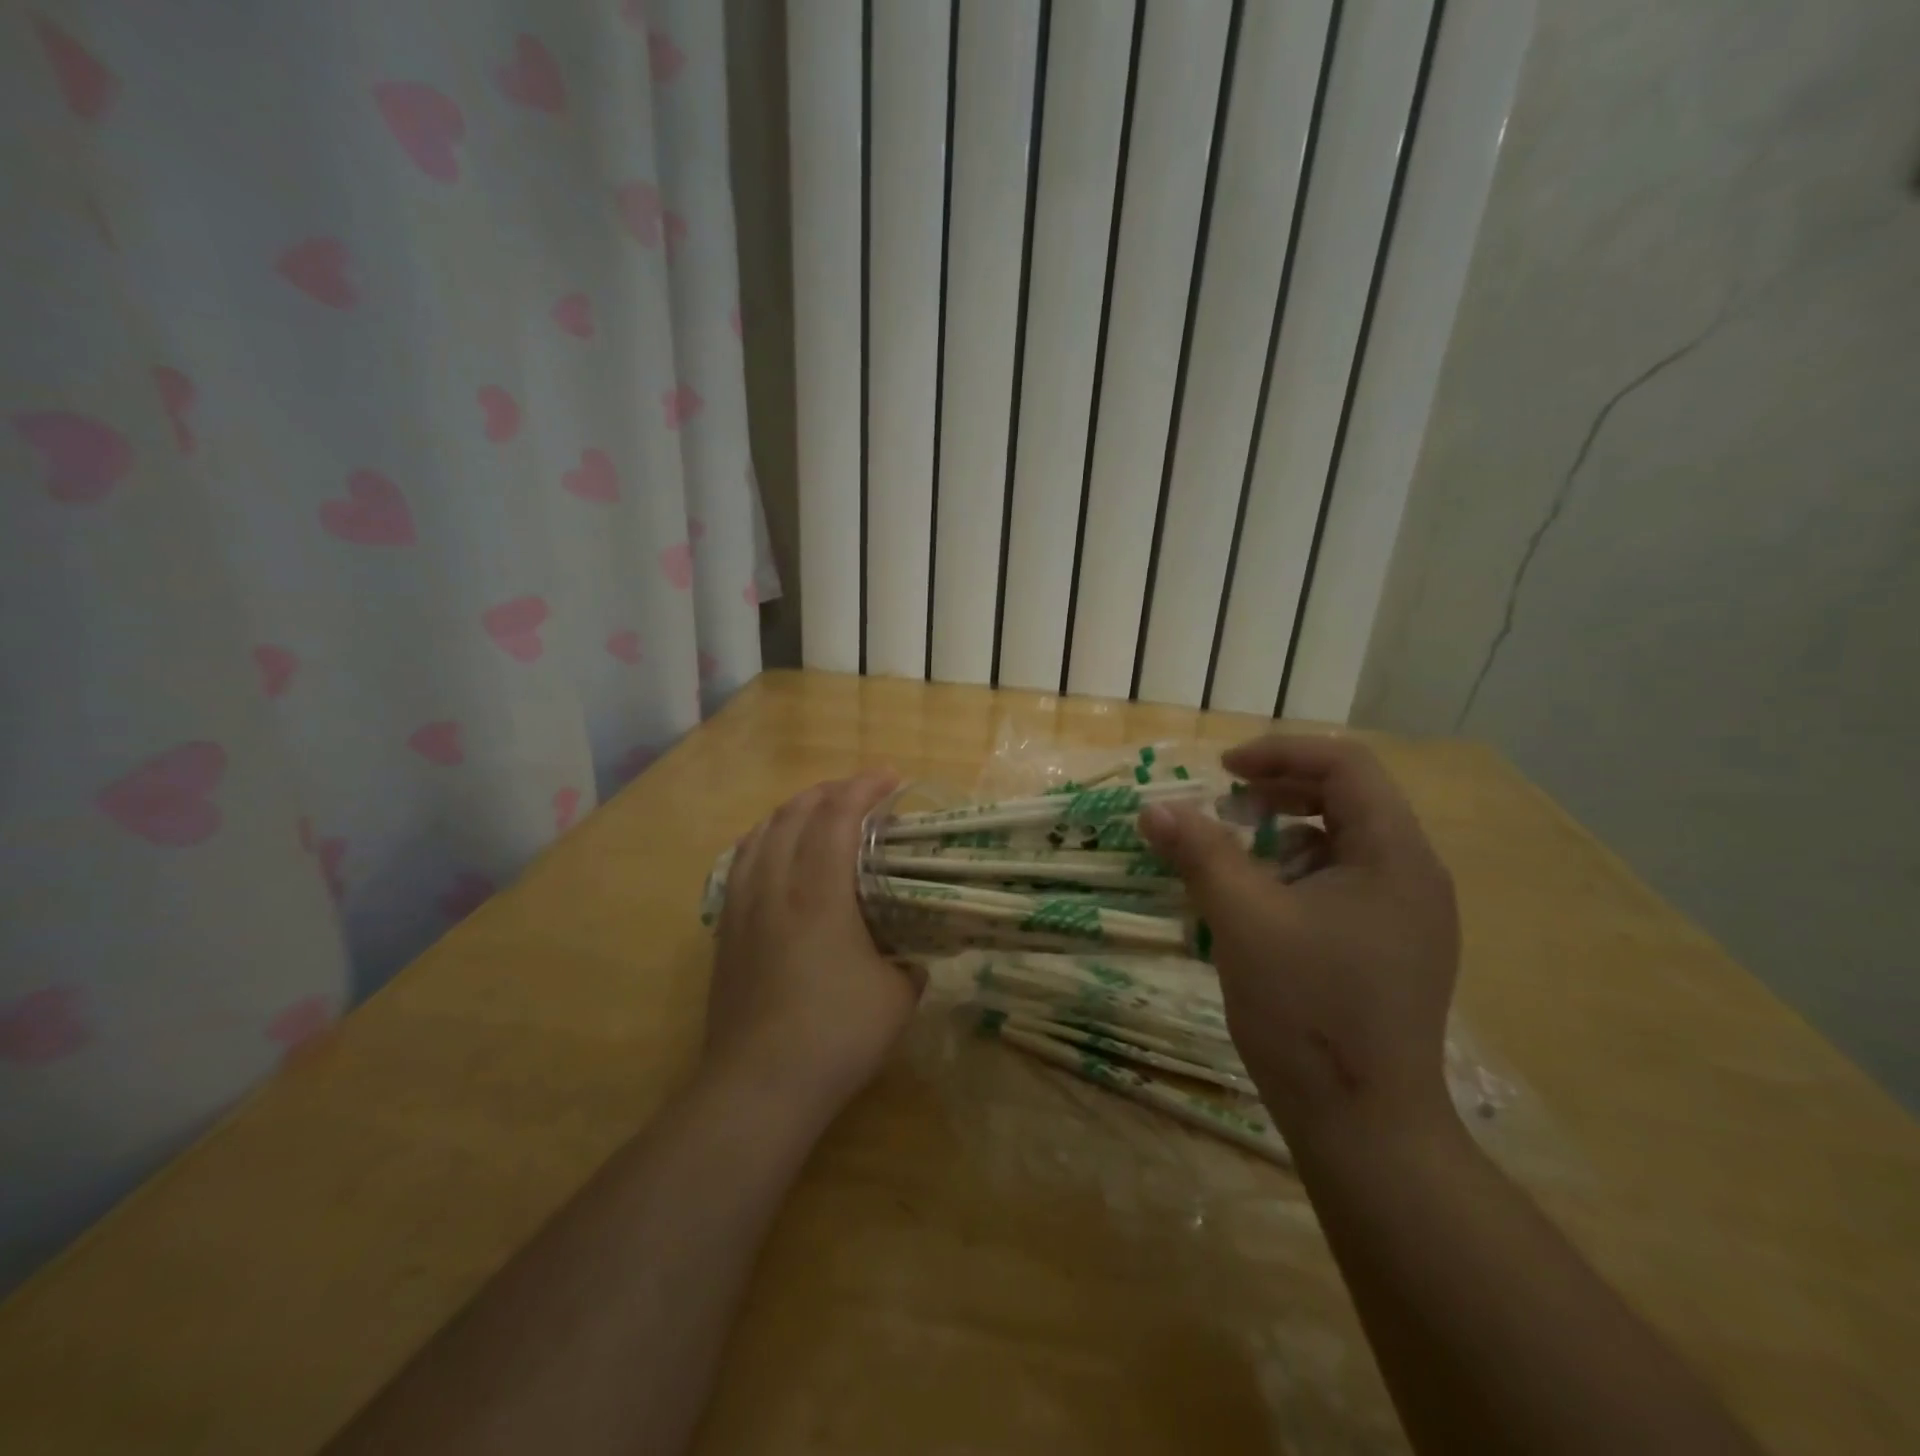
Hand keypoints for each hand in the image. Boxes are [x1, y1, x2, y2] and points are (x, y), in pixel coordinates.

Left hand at [707, 772, 921, 1117]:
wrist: (758, 1086)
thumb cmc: (836, 1035)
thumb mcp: (897, 997)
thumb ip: (909, 965)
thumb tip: (912, 958)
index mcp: (820, 893)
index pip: (837, 817)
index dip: (864, 788)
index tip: (891, 777)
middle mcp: (775, 887)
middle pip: (793, 815)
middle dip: (828, 792)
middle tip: (858, 793)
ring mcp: (743, 908)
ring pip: (760, 835)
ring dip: (791, 812)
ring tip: (815, 812)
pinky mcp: (725, 932)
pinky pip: (741, 864)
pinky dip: (764, 842)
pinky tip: (773, 855)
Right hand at [1139, 735, 1458, 1143]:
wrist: (1366, 1127)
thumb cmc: (1309, 1011)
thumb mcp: (1243, 920)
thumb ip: (1199, 853)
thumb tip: (1153, 809)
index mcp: (1395, 856)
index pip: (1346, 765)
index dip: (1280, 753)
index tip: (1223, 772)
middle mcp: (1412, 876)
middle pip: (1347, 799)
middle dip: (1278, 793)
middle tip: (1223, 807)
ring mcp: (1407, 916)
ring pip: (1341, 843)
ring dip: (1282, 835)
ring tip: (1233, 858)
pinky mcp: (1390, 947)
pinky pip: (1341, 884)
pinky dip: (1294, 875)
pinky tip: (1257, 906)